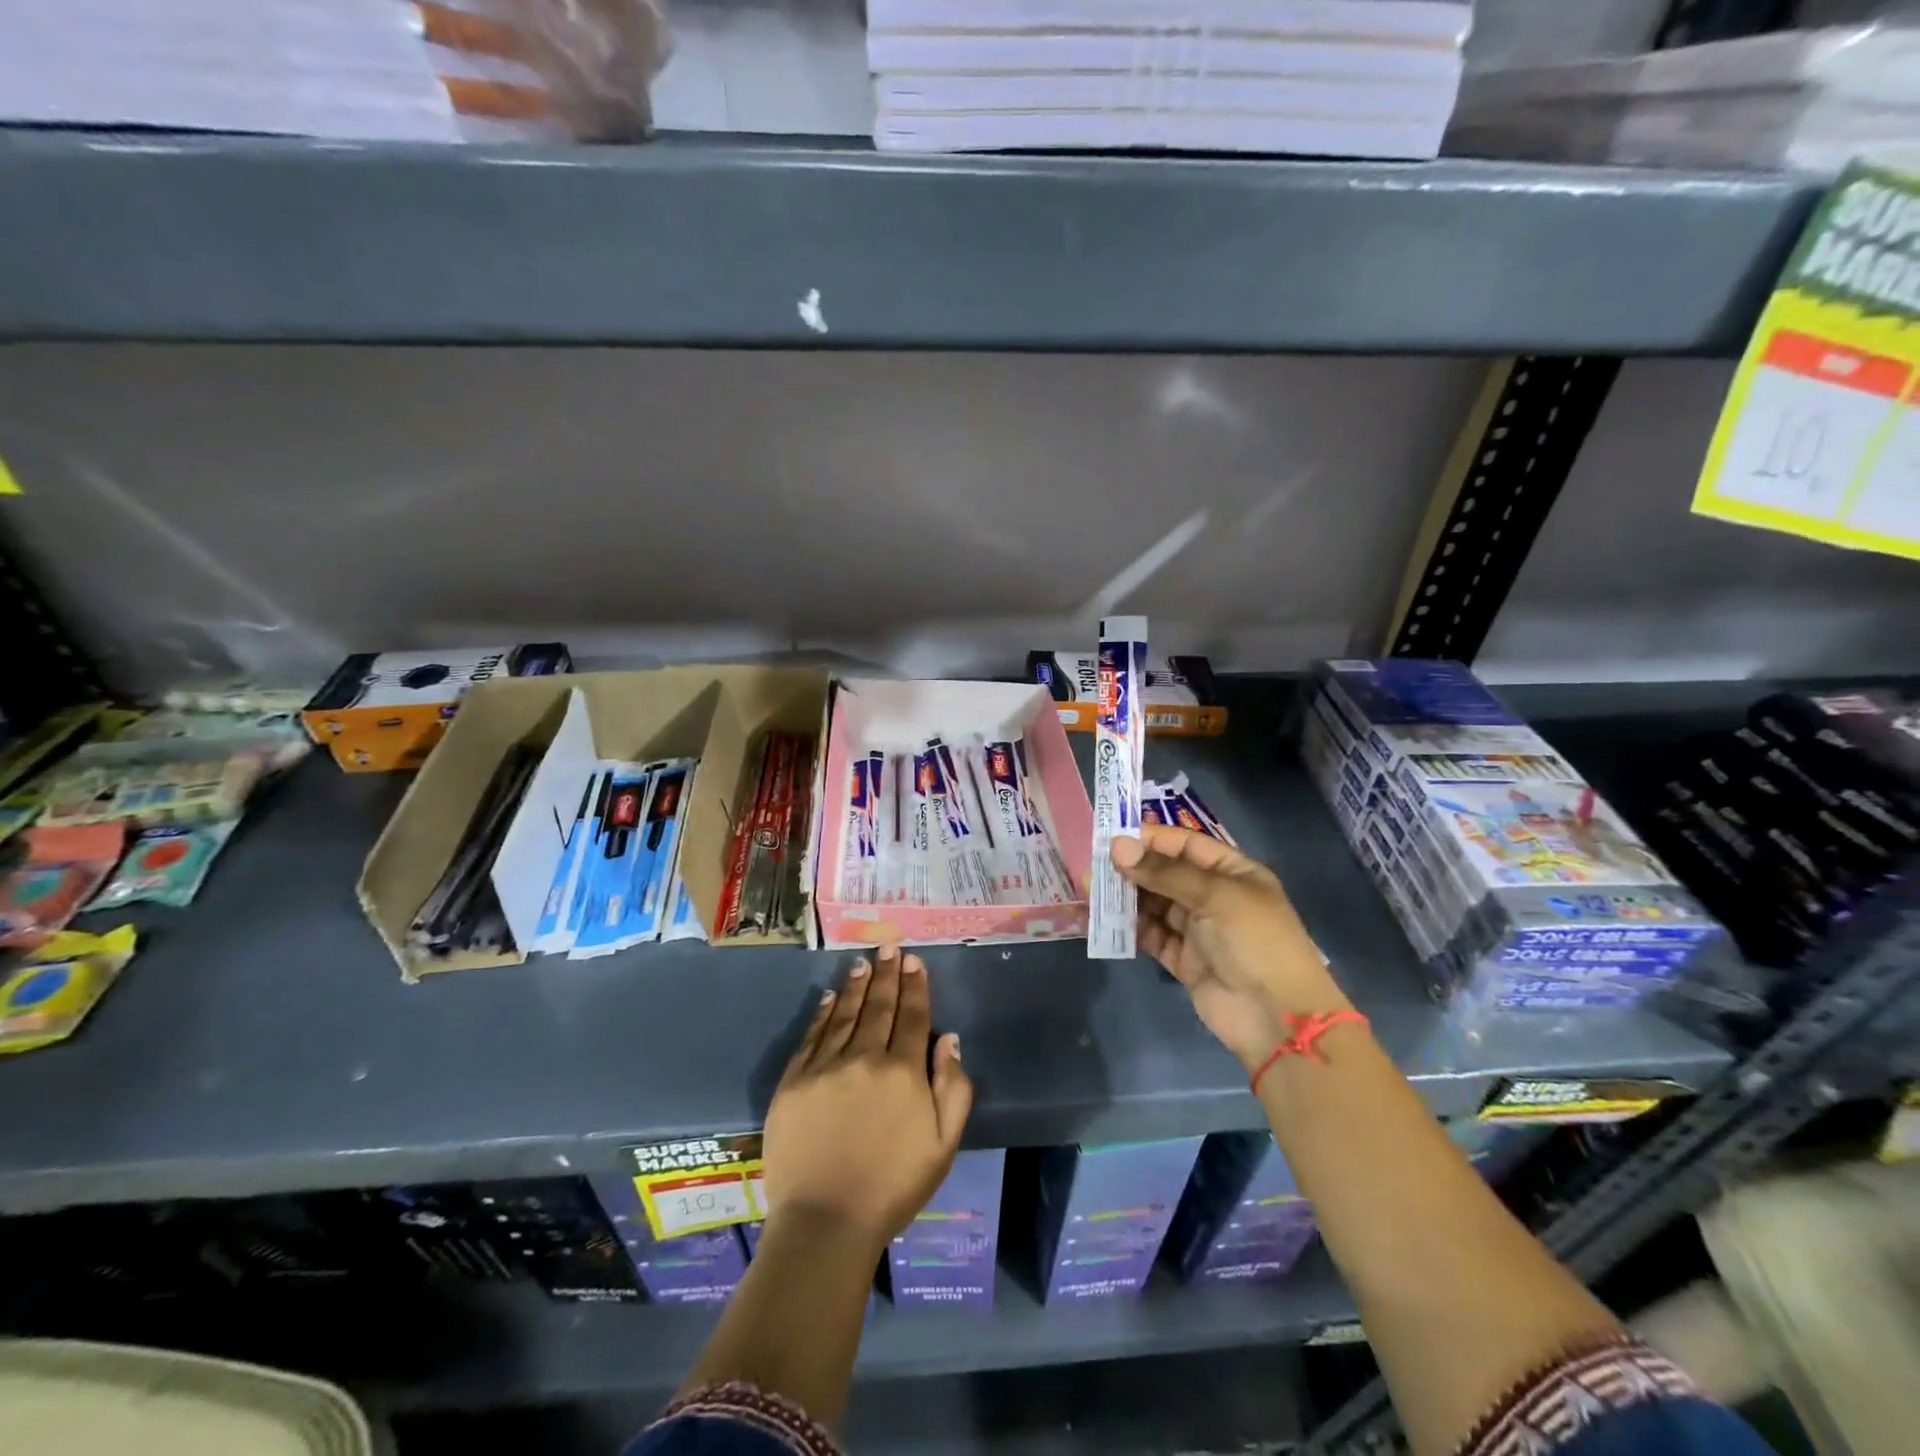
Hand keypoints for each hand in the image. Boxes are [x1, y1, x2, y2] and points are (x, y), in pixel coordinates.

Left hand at [762, 946, 973, 1257]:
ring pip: (844, 1014)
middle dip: (886, 974)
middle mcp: (864, 1058)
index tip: (913, 960)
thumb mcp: (943, 1145)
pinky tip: (828, 997)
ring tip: (862, 962)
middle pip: (879, 1007)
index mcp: (903, 1072)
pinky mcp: (793, 1082)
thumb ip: (953, 1088)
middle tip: (888, 946)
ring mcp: (825, 1067)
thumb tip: (950, 1040)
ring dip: (855, 985)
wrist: (825, 1222)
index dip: (914, 986)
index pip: (912, 1016)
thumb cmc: (893, 1187)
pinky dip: (822, 1013)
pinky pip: (811, 1036)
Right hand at [1112, 825, 1347, 1071]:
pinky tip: (1104, 921)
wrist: (1276, 1018)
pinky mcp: (1183, 960)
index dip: (1150, 839)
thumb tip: (1117, 847)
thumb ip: (1163, 872)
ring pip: (1154, 904)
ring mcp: (1198, 929)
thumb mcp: (1214, 896)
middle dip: (1131, 868)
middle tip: (1092, 866)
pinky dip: (1130, 928)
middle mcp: (1214, 896)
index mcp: (1232, 872)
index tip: (1111, 838)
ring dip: (1126, 897)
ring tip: (1091, 891)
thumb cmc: (1255, 941)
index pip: (1185, 844)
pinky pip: (1151, 935)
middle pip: (1165, 873)